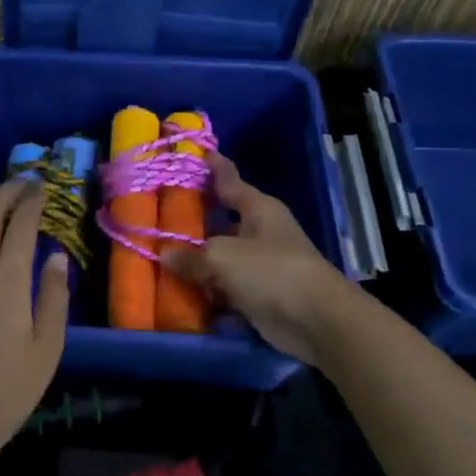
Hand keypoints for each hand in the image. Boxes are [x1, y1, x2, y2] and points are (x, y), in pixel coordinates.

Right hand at [164, 151, 353, 367]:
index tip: (191, 154)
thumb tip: (167, 256)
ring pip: (220, 257)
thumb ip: (191, 256)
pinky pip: (225, 287)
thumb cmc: (271, 271)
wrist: (317, 321)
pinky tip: (179, 291)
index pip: (229, 179)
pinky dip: (207, 291)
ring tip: (160, 257)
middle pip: (220, 221)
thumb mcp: (223, 257)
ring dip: (197, 262)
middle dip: (193, 221)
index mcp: (258, 208)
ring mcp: (260, 265)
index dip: (211, 166)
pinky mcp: (259, 295)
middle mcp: (260, 232)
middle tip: (158, 215)